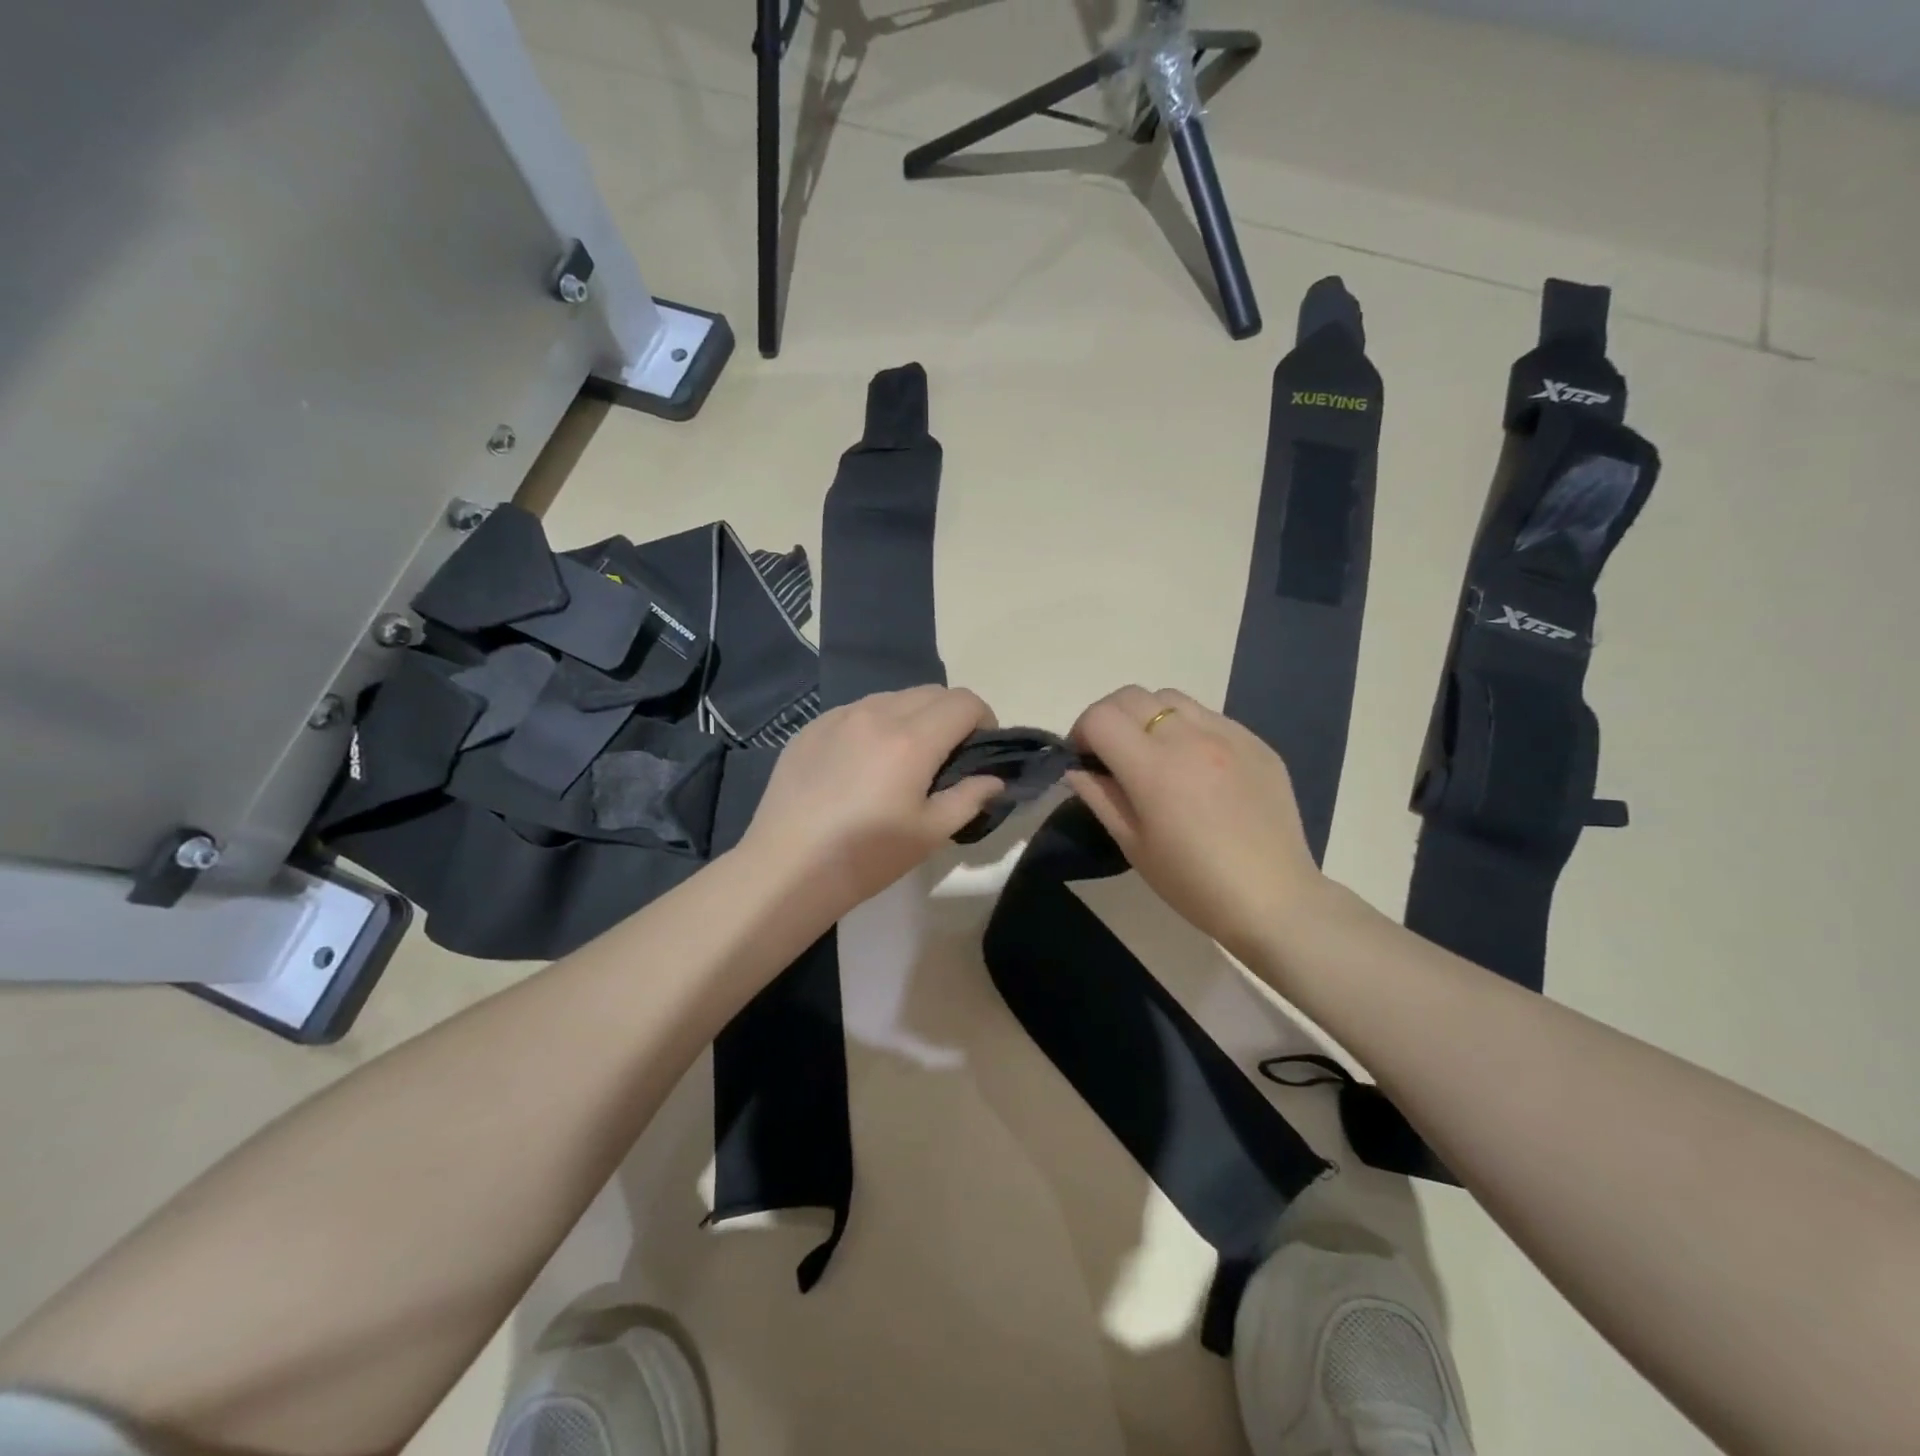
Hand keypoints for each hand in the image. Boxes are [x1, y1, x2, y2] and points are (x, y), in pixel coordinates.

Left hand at [741, 685, 1002, 918]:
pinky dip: (875, 723)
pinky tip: (863, 761)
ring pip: (893, 697)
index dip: (984, 719)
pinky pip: (856, 710)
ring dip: (913, 715)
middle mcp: (876, 714)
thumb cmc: (867, 856)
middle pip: (931, 692)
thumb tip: (993, 779)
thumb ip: (969, 798)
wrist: (788, 867)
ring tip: (904, 756)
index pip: (964, 702)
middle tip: (947, 755)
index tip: (980, 749)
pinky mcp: (811, 727)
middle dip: (951, 715)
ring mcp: (839, 717)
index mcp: (912, 740)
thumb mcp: (930, 834)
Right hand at [1066, 685, 1324, 958]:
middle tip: (1111, 751)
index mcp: (1153, 767)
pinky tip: (1195, 765)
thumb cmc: (1193, 883)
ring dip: (1148, 716)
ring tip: (1154, 752)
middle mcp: (1189, 738)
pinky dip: (1187, 728)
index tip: (1084, 757)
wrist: (1273, 899)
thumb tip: (1078, 769)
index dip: (1081, 732)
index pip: (1101, 718)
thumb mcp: (1133, 845)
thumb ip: (1100, 797)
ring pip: (1171, 698)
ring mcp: (1228, 735)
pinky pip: (1209, 716)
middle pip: (1131, 696)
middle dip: (1109, 717)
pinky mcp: (1256, 742)